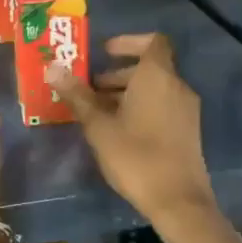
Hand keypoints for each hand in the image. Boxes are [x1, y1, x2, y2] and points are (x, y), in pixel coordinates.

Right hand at [49, 33, 215, 227]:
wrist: (178, 201)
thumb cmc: (135, 156)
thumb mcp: (98, 125)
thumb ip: (77, 95)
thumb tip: (53, 67)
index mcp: (157, 77)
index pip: (152, 41)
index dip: (128, 41)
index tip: (104, 52)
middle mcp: (177, 87)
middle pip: (149, 67)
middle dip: (118, 73)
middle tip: (89, 89)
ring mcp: (186, 110)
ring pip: (155, 88)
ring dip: (127, 92)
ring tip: (97, 112)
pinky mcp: (188, 131)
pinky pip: (163, 105)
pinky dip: (141, 107)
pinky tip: (118, 131)